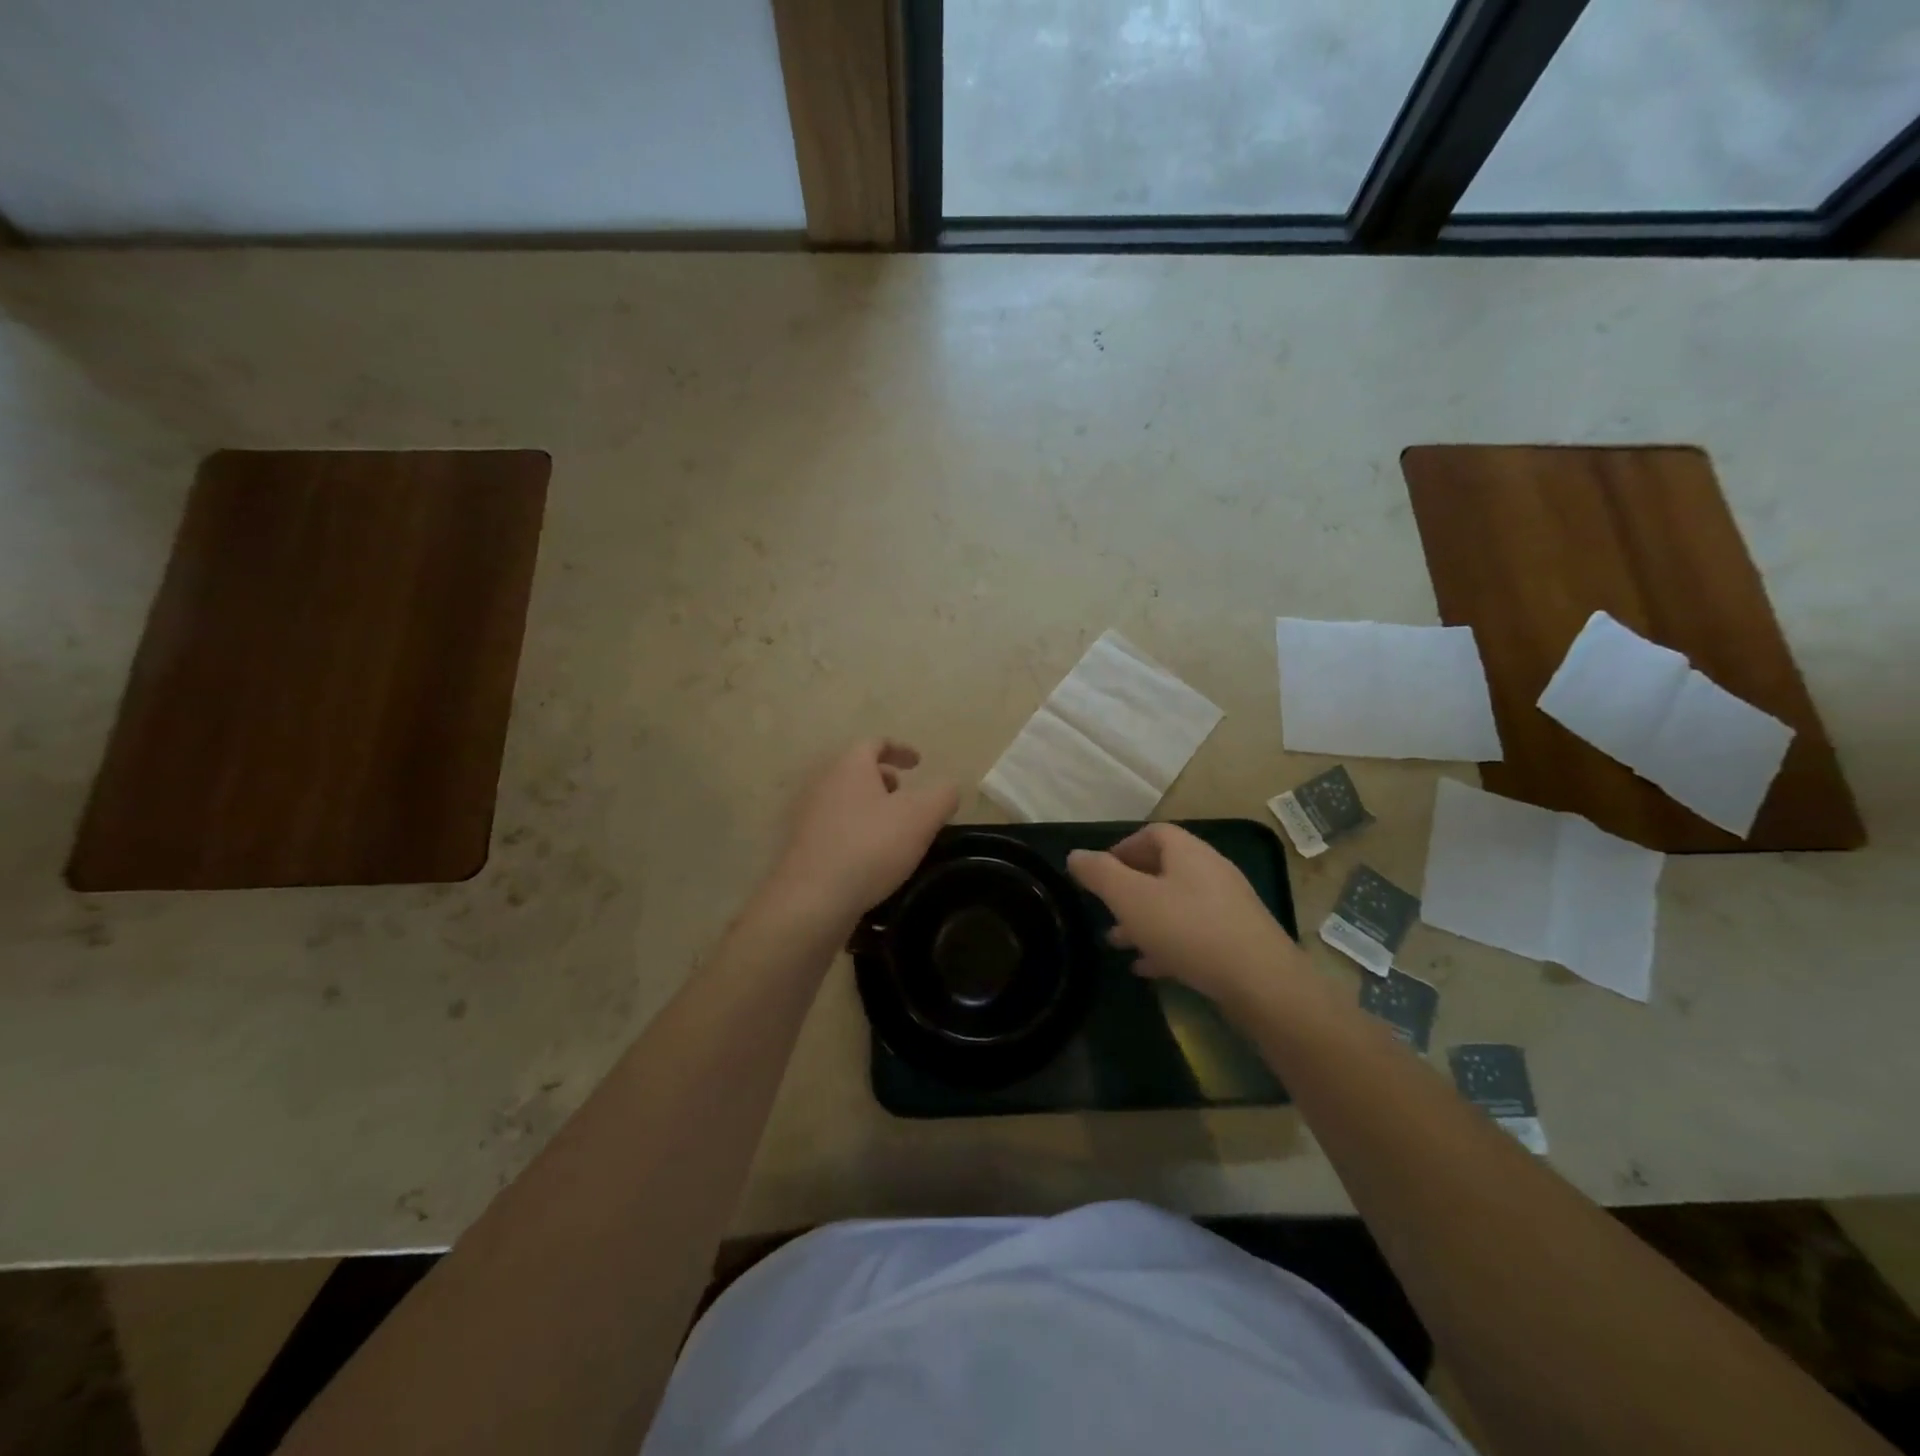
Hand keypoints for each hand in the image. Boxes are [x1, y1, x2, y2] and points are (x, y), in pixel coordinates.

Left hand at [765, 739, 959, 929]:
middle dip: (884, 779)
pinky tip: (870, 857)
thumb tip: (949, 787)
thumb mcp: (921, 817)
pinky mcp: (801, 846)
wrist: (812, 899)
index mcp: (849, 766)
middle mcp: (822, 783)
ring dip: (869, 807)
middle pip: (856, 770)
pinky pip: (834, 827)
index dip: (900, 750)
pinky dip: (855, 831)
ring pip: (844, 799)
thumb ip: (942, 795)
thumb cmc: (870, 846)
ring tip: (892, 830)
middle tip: (906, 797)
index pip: (874, 743)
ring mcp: (806, 815)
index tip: (919, 763)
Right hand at [1068, 824, 1307, 1006]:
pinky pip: (1194, 932)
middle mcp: (1211, 870)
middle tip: (1106, 909)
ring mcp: (1228, 905)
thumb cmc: (1189, 930)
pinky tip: (1149, 967)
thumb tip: (1075, 855)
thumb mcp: (1131, 899)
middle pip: (1164, 869)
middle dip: (1129, 888)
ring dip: (1145, 919)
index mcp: (1188, 852)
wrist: (1262, 983)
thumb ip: (1100, 874)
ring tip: (1118, 943)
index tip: (1100, 873)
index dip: (1122, 847)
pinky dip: (1168, 942)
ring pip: (1176, 903)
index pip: (1153, 833)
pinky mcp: (1238, 938)